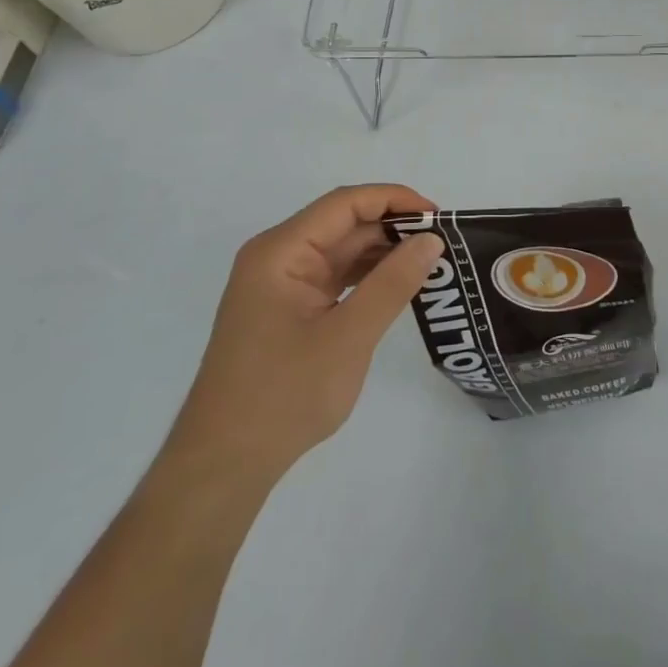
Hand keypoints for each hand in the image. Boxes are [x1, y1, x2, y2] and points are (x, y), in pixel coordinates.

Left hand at [159, 185, 442, 502]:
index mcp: (281, 251)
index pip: (345, 204)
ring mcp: (281, 285)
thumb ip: (392, 283)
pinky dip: (368, 278)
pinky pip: (335, 277)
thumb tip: (432, 240)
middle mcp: (277, 257)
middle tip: (444, 244)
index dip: (394, 200)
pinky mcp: (288, 309)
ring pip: (342, 251)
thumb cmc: (283, 396)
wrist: (223, 466)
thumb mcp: (348, 337)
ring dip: (384, 253)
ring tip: (430, 263)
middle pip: (344, 224)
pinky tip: (399, 286)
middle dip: (393, 228)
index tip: (438, 217)